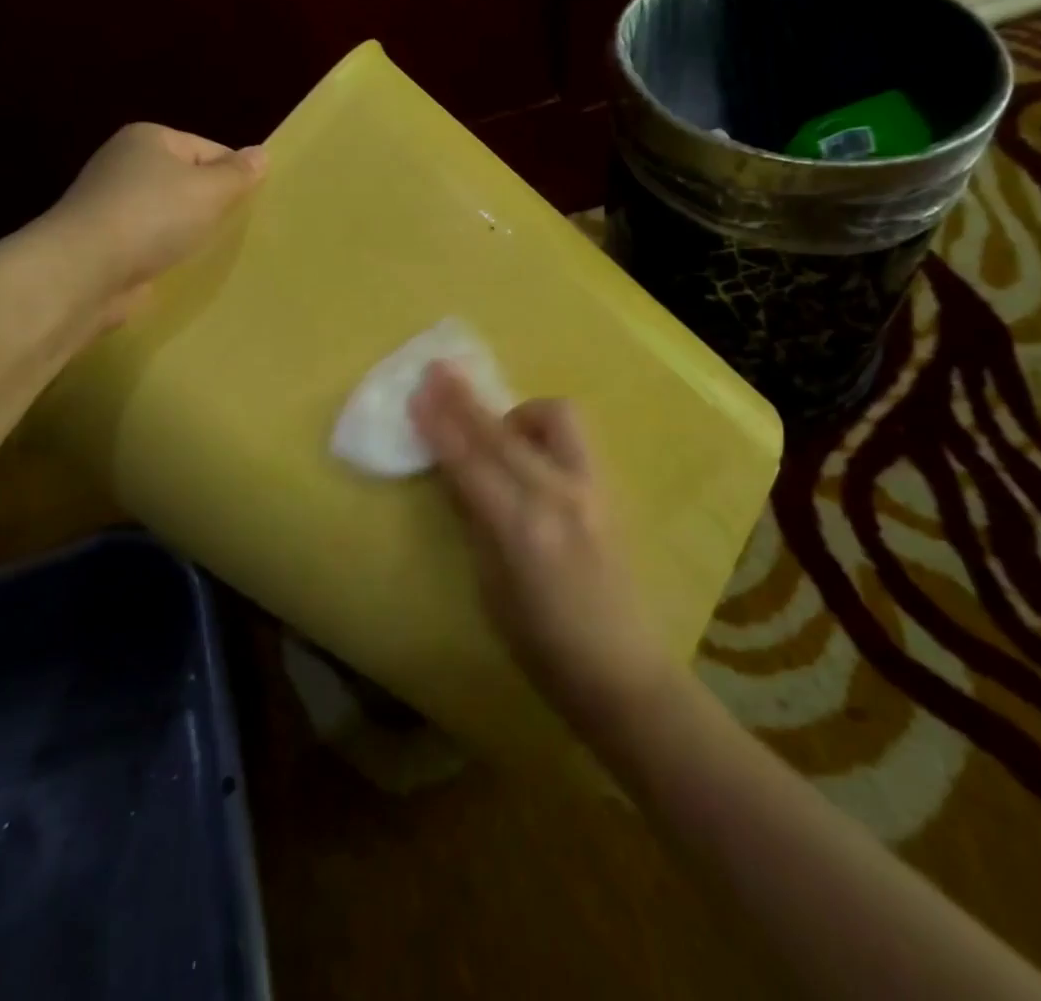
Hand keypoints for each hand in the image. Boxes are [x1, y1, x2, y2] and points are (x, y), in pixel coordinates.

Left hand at [41, 123, 266, 329]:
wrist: (86, 270)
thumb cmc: (153, 217)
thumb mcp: (209, 190)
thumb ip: (238, 174)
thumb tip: (261, 154)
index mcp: (149, 139)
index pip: (208, 149)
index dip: (233, 176)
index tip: (252, 206)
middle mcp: (126, 164)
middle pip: (187, 181)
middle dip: (211, 206)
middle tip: (238, 230)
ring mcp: (112, 204)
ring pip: (169, 215)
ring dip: (189, 233)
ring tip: (212, 252)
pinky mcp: (106, 242)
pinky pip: (151, 242)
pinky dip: (166, 254)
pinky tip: (182, 268)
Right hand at [409, 362, 680, 736]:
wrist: (622, 669)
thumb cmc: (542, 646)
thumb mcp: (491, 589)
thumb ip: (475, 522)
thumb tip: (456, 473)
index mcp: (522, 531)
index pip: (471, 463)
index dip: (441, 425)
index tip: (417, 390)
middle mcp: (560, 497)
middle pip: (503, 432)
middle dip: (466, 399)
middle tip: (437, 371)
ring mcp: (591, 488)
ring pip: (555, 417)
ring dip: (516, 412)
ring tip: (497, 430)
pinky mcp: (608, 489)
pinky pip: (572, 438)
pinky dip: (542, 429)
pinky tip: (528, 448)